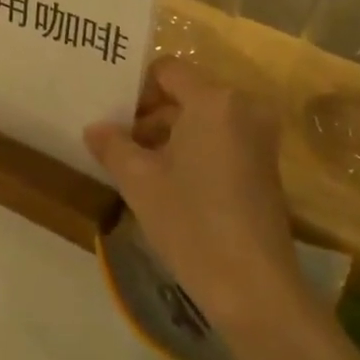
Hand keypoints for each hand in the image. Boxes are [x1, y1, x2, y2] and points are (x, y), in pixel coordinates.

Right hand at [86, 60, 306, 334]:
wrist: (254, 289)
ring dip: (169, 135)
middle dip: (149, 115)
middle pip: (185, 93)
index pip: (167, 70)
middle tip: (117, 141)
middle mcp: (243, 107)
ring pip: (202, 119)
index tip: (112, 117)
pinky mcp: (265, 165)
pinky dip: (193, 149)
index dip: (136, 89)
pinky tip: (167, 182)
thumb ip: (112, 145)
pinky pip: (220, 139)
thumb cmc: (192, 223)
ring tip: (135, 165)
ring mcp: (259, 137)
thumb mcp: (139, 181)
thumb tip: (94, 128)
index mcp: (214, 100)